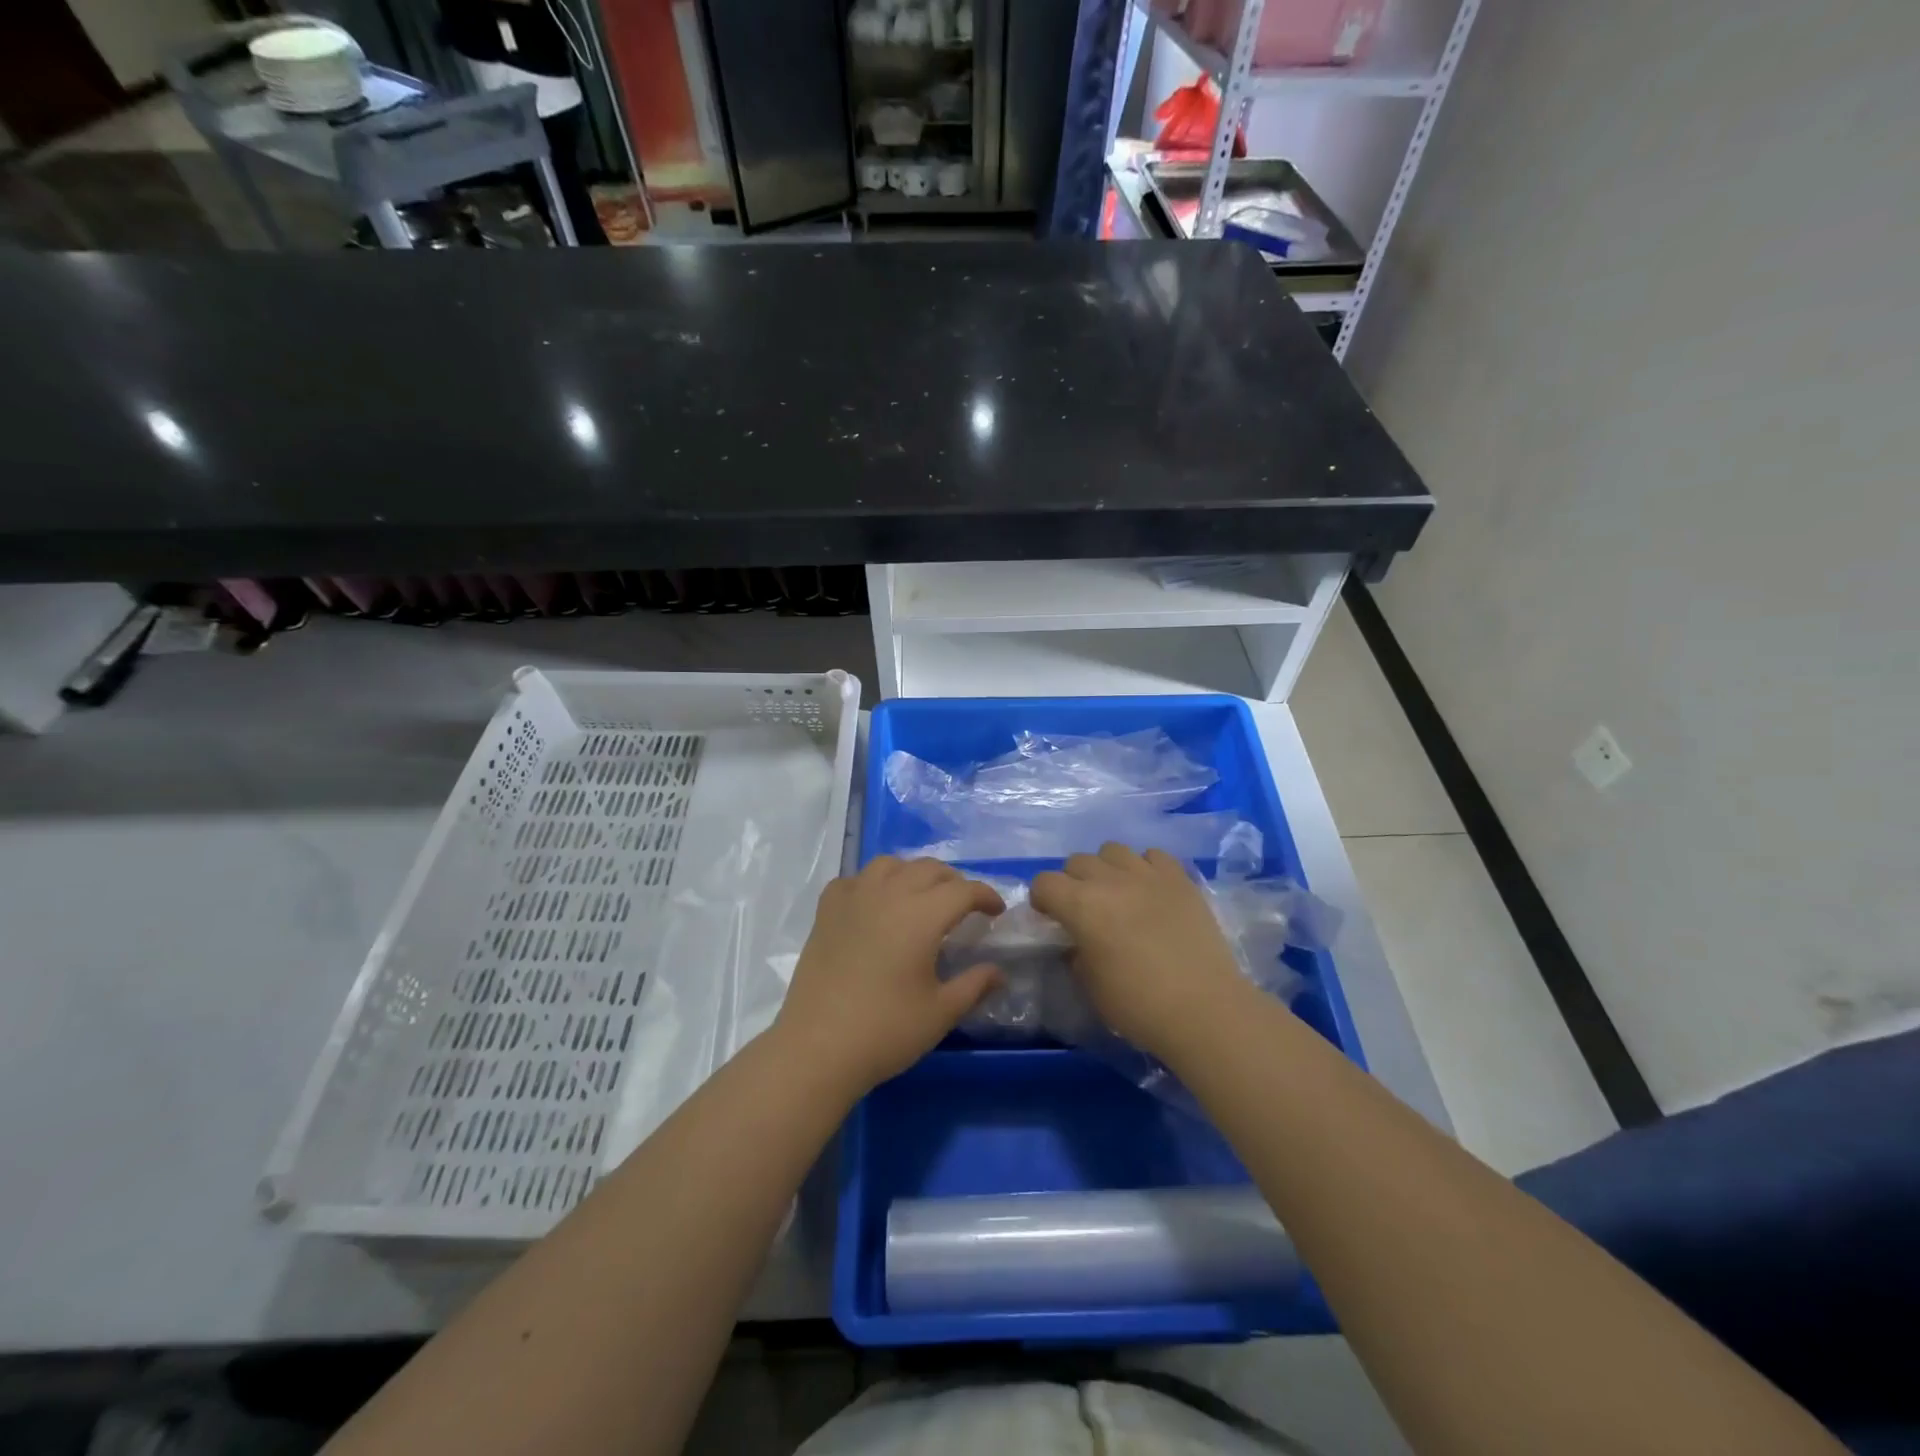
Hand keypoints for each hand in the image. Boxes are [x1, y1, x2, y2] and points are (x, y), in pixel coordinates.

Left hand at [774, 857, 1004, 1096]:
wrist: (817, 1047)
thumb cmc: (885, 1031)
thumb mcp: (940, 1013)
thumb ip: (974, 985)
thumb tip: (998, 971)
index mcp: (921, 915)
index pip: (963, 890)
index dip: (986, 895)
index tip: (996, 911)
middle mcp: (888, 894)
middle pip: (929, 869)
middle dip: (954, 882)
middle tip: (963, 907)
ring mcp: (853, 898)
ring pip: (890, 864)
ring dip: (913, 874)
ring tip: (920, 898)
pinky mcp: (826, 911)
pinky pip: (855, 879)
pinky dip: (873, 884)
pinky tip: (875, 906)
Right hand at [1030, 844, 1250, 1059]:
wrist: (1204, 1009)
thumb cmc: (1138, 1005)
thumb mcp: (1091, 986)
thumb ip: (1077, 955)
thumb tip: (1079, 944)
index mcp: (1081, 905)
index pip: (1045, 882)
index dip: (1042, 898)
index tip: (1050, 917)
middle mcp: (1111, 880)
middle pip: (1078, 861)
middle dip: (1072, 881)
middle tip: (1084, 909)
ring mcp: (1148, 875)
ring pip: (1113, 850)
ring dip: (1107, 869)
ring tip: (1118, 894)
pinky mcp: (1181, 879)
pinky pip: (1154, 856)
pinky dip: (1145, 868)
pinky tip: (1151, 891)